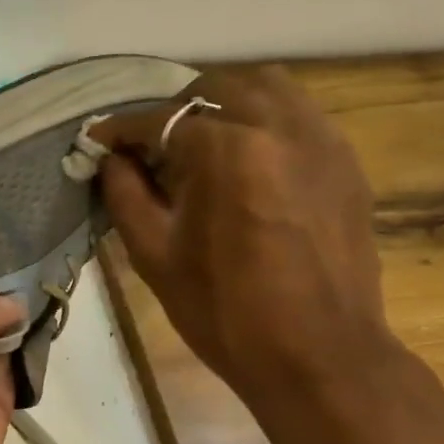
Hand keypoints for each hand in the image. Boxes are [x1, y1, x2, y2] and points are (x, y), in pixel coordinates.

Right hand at [94, 65, 396, 406]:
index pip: (161, 121)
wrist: (317, 355)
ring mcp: (321, 140)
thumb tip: (110, 159)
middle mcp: (278, 126)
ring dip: (224, 105)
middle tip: (151, 148)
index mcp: (226, 151)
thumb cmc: (224, 313)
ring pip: (266, 89)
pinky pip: (300, 116)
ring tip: (203, 144)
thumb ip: (125, 195)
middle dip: (174, 112)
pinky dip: (265, 122)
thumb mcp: (155, 256)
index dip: (121, 130)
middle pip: (215, 89)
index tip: (98, 140)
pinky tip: (249, 161)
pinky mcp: (345, 162)